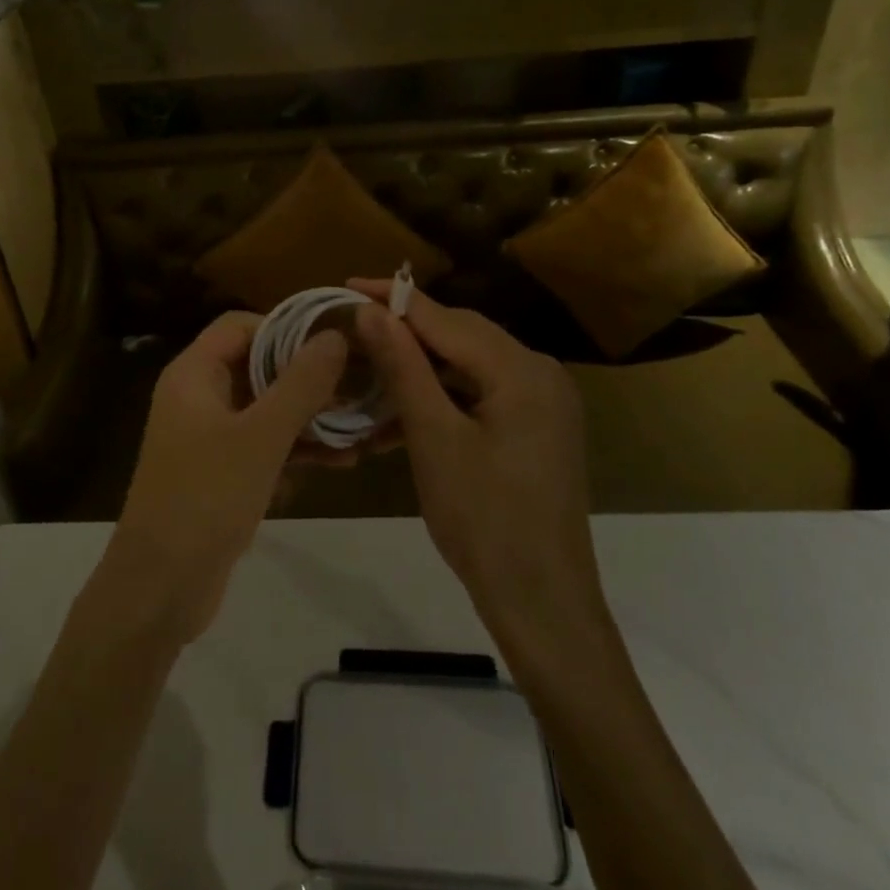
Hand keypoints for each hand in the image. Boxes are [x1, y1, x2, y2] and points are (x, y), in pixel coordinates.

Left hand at [103, 312, 348, 643]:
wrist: (159, 590)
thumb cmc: (206, 499)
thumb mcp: (261, 437)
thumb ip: (300, 384)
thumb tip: (335, 336)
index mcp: (193, 375)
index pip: (240, 325)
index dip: (286, 327)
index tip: (334, 341)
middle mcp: (198, 397)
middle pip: (257, 366)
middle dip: (308, 376)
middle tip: (360, 383)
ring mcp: (209, 437)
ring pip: (266, 409)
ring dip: (310, 416)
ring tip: (362, 425)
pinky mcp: (222, 473)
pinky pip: (264, 446)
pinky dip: (297, 449)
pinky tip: (342, 461)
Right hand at [350, 282, 602, 632]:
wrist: (543, 604)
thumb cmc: (484, 521)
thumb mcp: (434, 439)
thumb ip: (403, 367)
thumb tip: (370, 311)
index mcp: (521, 370)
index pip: (446, 319)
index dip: (393, 301)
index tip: (346, 285)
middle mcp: (540, 374)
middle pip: (461, 337)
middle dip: (405, 333)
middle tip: (352, 329)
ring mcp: (542, 403)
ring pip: (468, 368)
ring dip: (419, 372)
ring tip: (366, 374)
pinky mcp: (536, 429)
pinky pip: (481, 397)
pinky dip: (441, 402)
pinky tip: (398, 419)